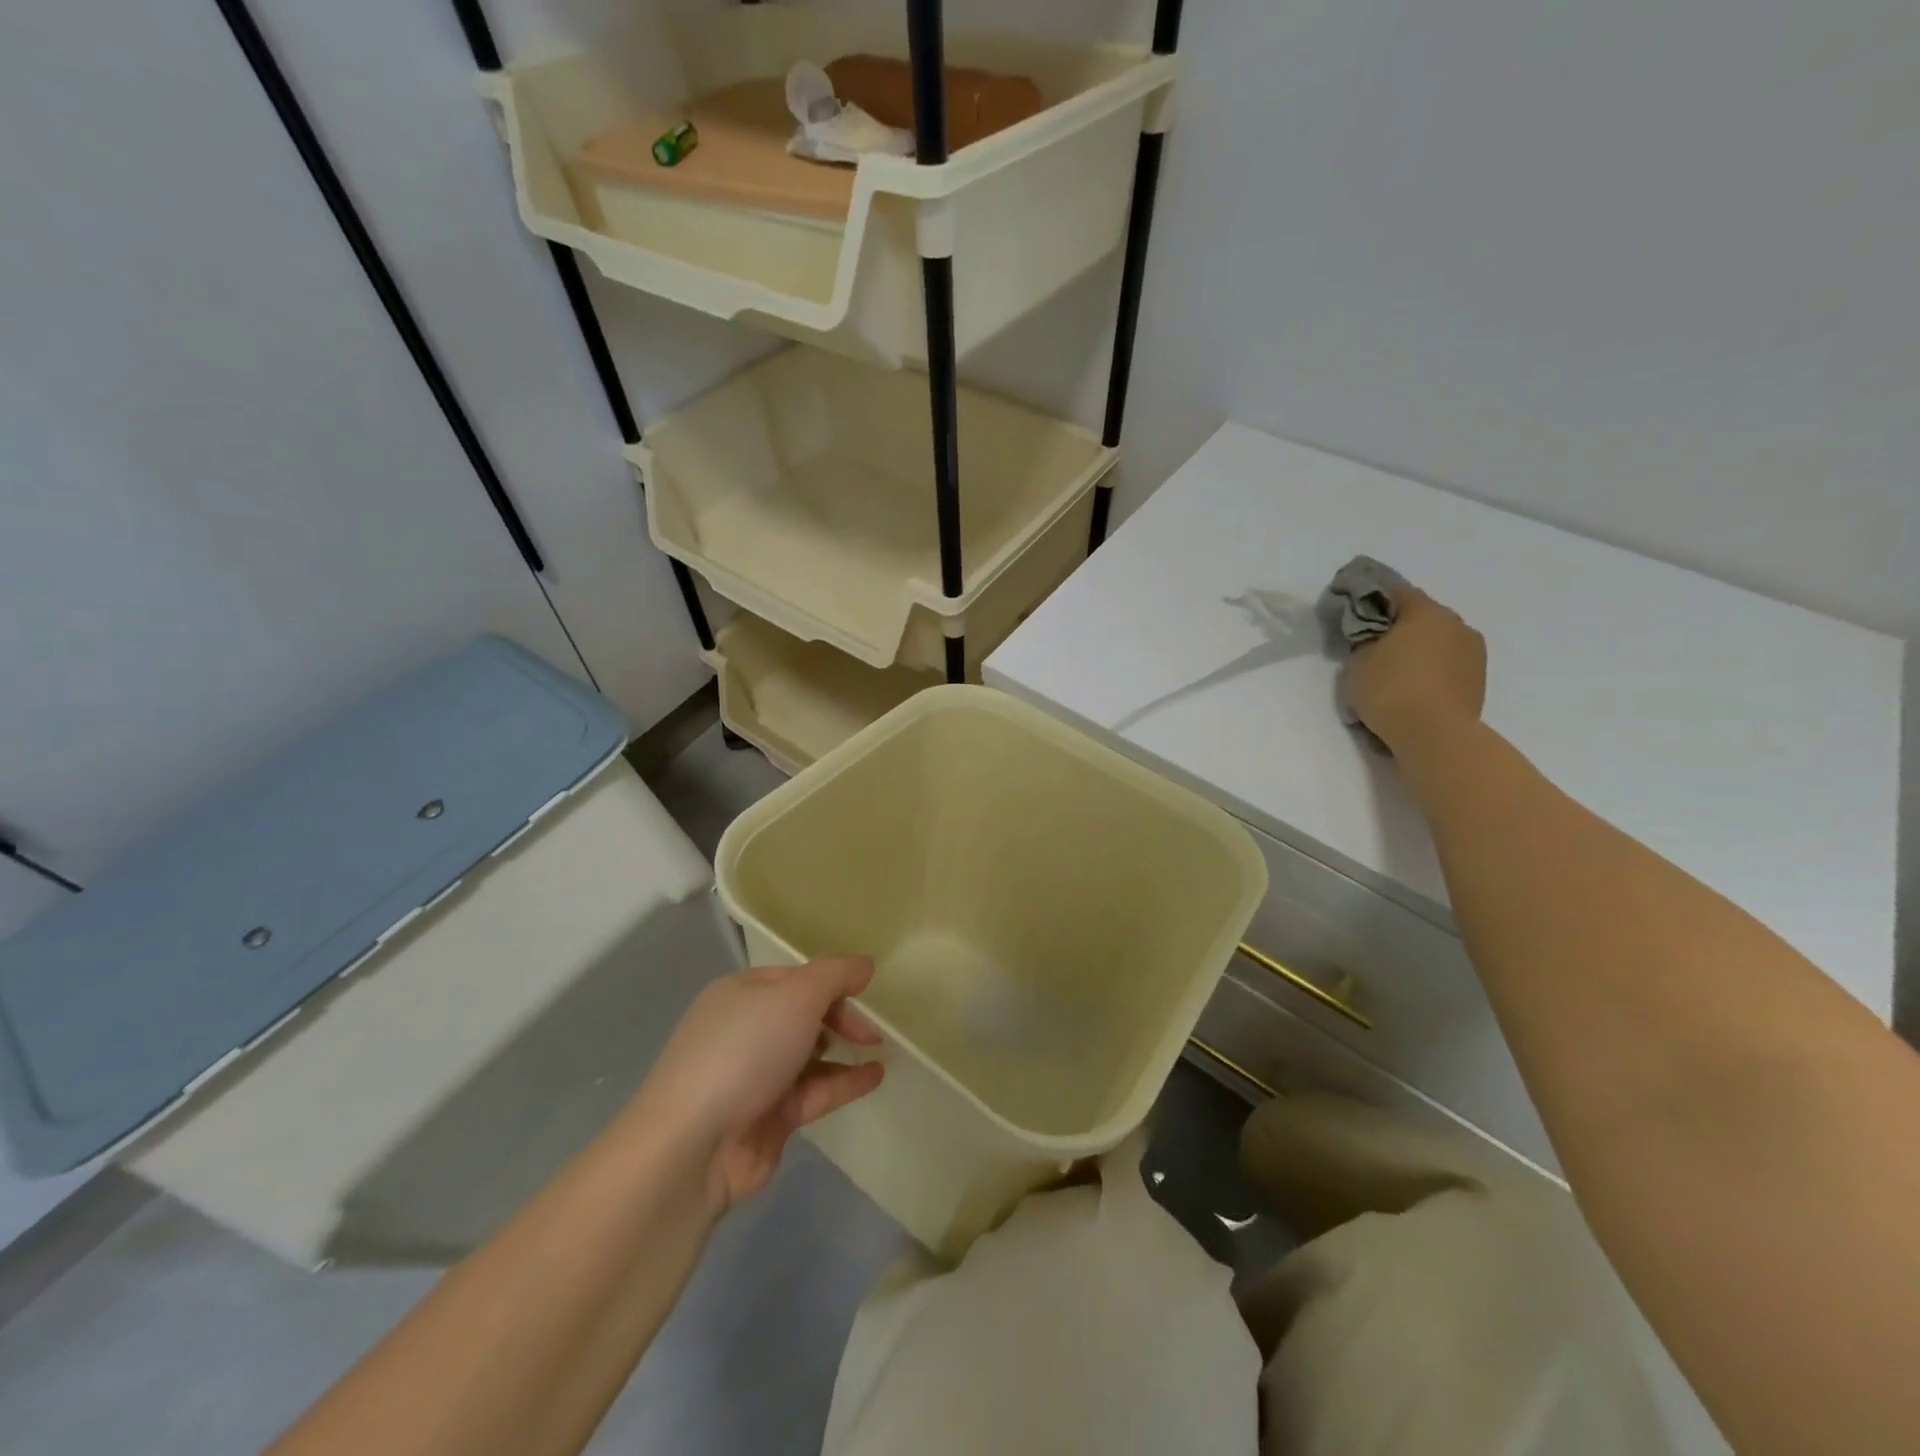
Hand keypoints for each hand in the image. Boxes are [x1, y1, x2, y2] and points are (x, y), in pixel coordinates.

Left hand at [632, 958, 884, 1211]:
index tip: (868, 992)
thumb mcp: (797, 996)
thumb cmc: (745, 1051)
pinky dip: (844, 1082)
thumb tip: (865, 964)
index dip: (833, 981)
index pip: (796, 977)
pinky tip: (875, 1077)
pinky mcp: (767, 1118)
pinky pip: (813, 1092)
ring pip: (809, 1054)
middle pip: (803, 1014)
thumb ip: (836, 975)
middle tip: (873, 1031)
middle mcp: (746, 1029)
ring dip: (844, 1050)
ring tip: (880, 1050)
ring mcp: (755, 1076)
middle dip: (840, 1016)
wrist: (693, 1145)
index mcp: (742, 993)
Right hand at [1343, 588, 1486, 752]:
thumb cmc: (1390, 689)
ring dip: (1418, 652)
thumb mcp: (1358, 660)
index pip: (1396, 592)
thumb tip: (1374, 636)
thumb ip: (1365, 640)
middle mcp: (1456, 624)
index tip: (1355, 616)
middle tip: (1373, 649)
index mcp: (1426, 611)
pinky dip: (1430, 672)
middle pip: (1421, 617)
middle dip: (1398, 629)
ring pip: (1437, 642)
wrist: (1434, 734)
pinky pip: (1447, 666)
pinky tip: (1413, 692)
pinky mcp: (1478, 680)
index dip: (1372, 601)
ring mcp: (1473, 652)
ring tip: (1394, 676)